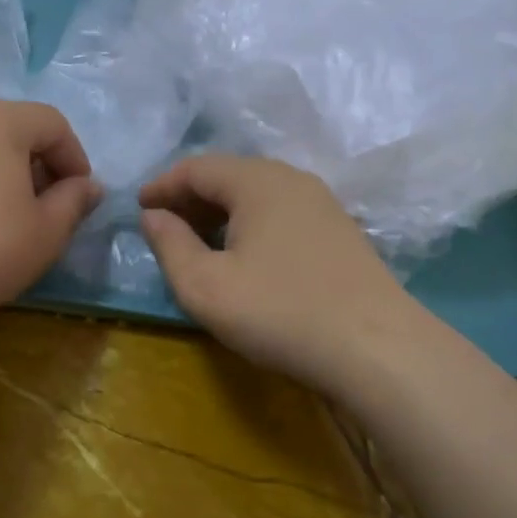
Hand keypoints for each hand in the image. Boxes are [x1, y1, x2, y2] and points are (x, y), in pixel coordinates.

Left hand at [0, 101, 101, 335]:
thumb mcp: (47, 230)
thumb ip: (75, 200)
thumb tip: (88, 186)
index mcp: (0, 121)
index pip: (53, 123)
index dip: (75, 158)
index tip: (79, 199)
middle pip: (18, 128)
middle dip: (43, 164)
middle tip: (50, 207)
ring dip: (11, 173)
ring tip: (15, 217)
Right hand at [139, 155, 429, 391]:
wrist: (379, 350)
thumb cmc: (280, 312)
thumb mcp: (206, 287)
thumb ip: (170, 245)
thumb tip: (153, 216)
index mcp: (256, 181)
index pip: (196, 167)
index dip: (161, 186)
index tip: (137, 209)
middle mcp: (291, 179)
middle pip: (228, 176)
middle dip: (189, 199)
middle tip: (163, 230)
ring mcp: (321, 203)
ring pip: (256, 195)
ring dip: (220, 213)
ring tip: (198, 245)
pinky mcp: (339, 231)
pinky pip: (280, 213)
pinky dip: (249, 225)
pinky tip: (244, 258)